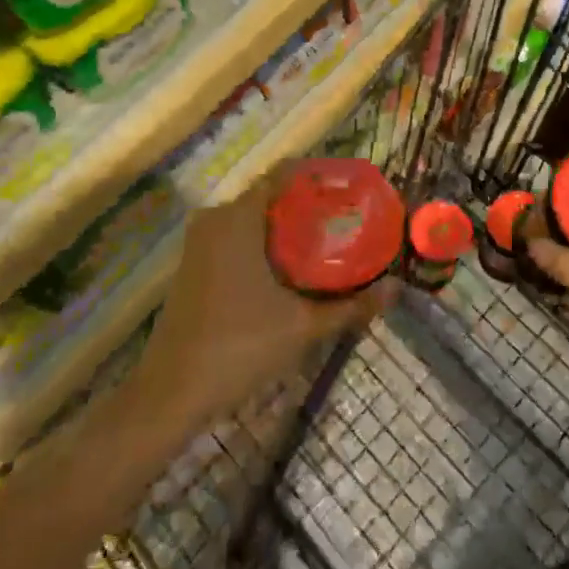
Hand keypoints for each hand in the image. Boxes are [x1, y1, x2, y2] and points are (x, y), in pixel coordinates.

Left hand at [131, 169, 396, 431]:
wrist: (170, 394)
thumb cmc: (238, 348)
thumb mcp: (302, 326)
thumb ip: (351, 306)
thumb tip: (397, 289)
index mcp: (238, 217)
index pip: (283, 174)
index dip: (319, 177)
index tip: (352, 189)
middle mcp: (216, 218)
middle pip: (271, 196)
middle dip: (309, 205)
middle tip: (350, 219)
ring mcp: (201, 241)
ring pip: (254, 218)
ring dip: (288, 226)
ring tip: (331, 240)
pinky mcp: (195, 263)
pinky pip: (238, 236)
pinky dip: (267, 242)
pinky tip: (294, 266)